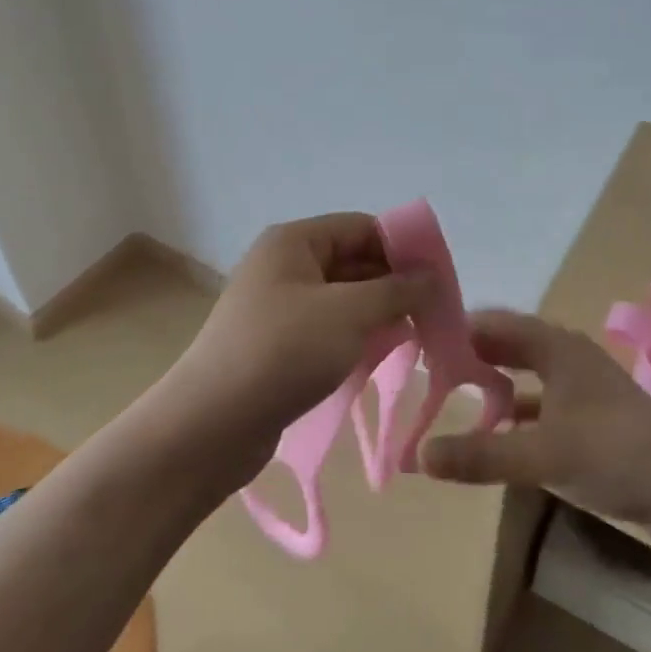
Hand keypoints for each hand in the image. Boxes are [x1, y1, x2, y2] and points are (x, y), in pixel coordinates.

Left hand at [157, 213, 433, 483]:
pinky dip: (357, 336)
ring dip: (379, 313)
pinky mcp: (278, 343)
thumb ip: (397, 290)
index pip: (362, 227)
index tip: (440, 280)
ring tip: (417, 336)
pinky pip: (328, 327)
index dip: (403, 247)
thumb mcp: (349, 314)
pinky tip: (383, 356)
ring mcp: (279, 306)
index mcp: (294, 241)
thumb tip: (432, 276)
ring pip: (343, 297)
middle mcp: (285, 265)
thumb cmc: (283, 352)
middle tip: (435, 313)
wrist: (210, 425)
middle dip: (394, 284)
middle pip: (353, 261)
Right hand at [419, 311, 650, 565]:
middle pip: (506, 345)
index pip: (492, 323)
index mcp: (555, 346)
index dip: (455, 329)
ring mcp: (579, 386)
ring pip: (522, 374)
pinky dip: (513, 412)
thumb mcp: (543, 455)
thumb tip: (417, 455)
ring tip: (450, 397)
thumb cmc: (617, 455)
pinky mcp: (588, 416)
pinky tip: (493, 432)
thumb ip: (480, 455)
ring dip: (490, 383)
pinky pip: (538, 402)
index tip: (416, 344)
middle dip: (469, 356)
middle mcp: (565, 356)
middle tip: (425, 371)